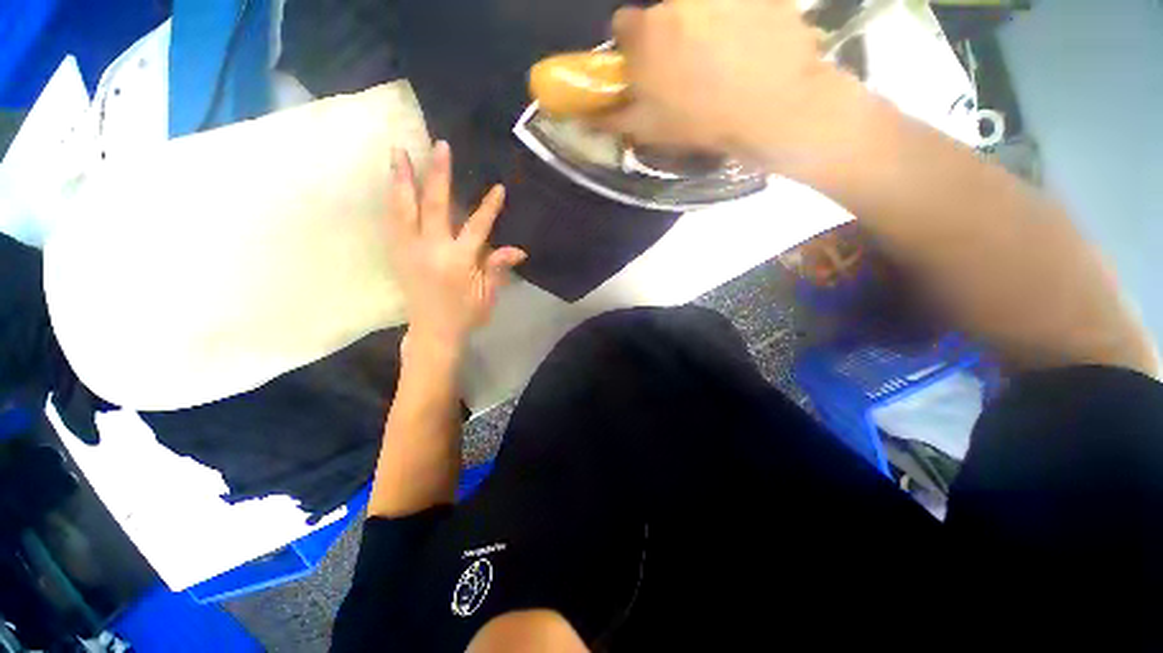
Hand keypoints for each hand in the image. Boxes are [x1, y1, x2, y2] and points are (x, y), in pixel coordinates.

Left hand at [386, 142, 526, 354]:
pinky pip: (391, 221)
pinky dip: (392, 200)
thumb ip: (497, 267)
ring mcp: (409, 250)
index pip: (477, 227)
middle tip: (439, 146)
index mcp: (458, 260)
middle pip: (433, 205)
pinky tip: (392, 184)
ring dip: (402, 179)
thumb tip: (518, 250)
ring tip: (398, 151)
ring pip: (403, 208)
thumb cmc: (466, 314)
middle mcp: (431, 249)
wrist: (433, 332)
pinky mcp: (397, 254)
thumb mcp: (487, 294)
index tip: (498, 188)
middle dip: (438, 174)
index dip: (489, 207)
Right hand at [597, 0, 869, 170]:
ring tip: (724, 61)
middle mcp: (678, 0)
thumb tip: (582, 114)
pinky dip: (738, 19)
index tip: (644, 68)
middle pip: (663, 15)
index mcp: (647, 32)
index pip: (623, 26)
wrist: (773, 107)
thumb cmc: (701, 121)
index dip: (632, 49)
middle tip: (687, 71)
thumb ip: (610, 117)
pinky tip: (749, 47)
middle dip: (667, 38)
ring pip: (700, 8)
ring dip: (703, 27)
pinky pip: (736, 4)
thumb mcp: (647, 129)